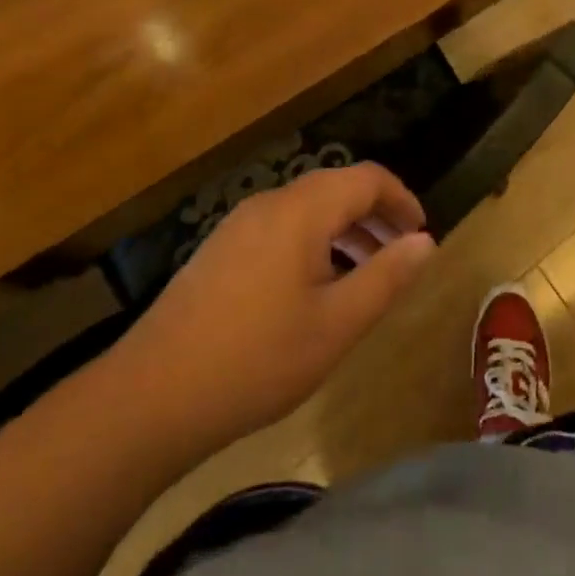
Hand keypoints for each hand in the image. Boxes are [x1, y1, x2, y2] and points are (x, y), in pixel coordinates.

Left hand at [114, 163, 436, 450]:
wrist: (150, 397)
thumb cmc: (256, 359)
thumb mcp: (336, 324)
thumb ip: (386, 277)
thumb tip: (424, 242)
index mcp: (302, 210)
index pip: (367, 179)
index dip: (401, 200)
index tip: (422, 233)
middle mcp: (270, 203)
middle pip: (336, 188)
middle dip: (375, 214)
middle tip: (400, 254)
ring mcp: (238, 225)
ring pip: (307, 209)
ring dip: (344, 230)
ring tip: (364, 273)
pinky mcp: (219, 250)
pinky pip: (281, 228)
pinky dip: (313, 243)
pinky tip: (314, 290)